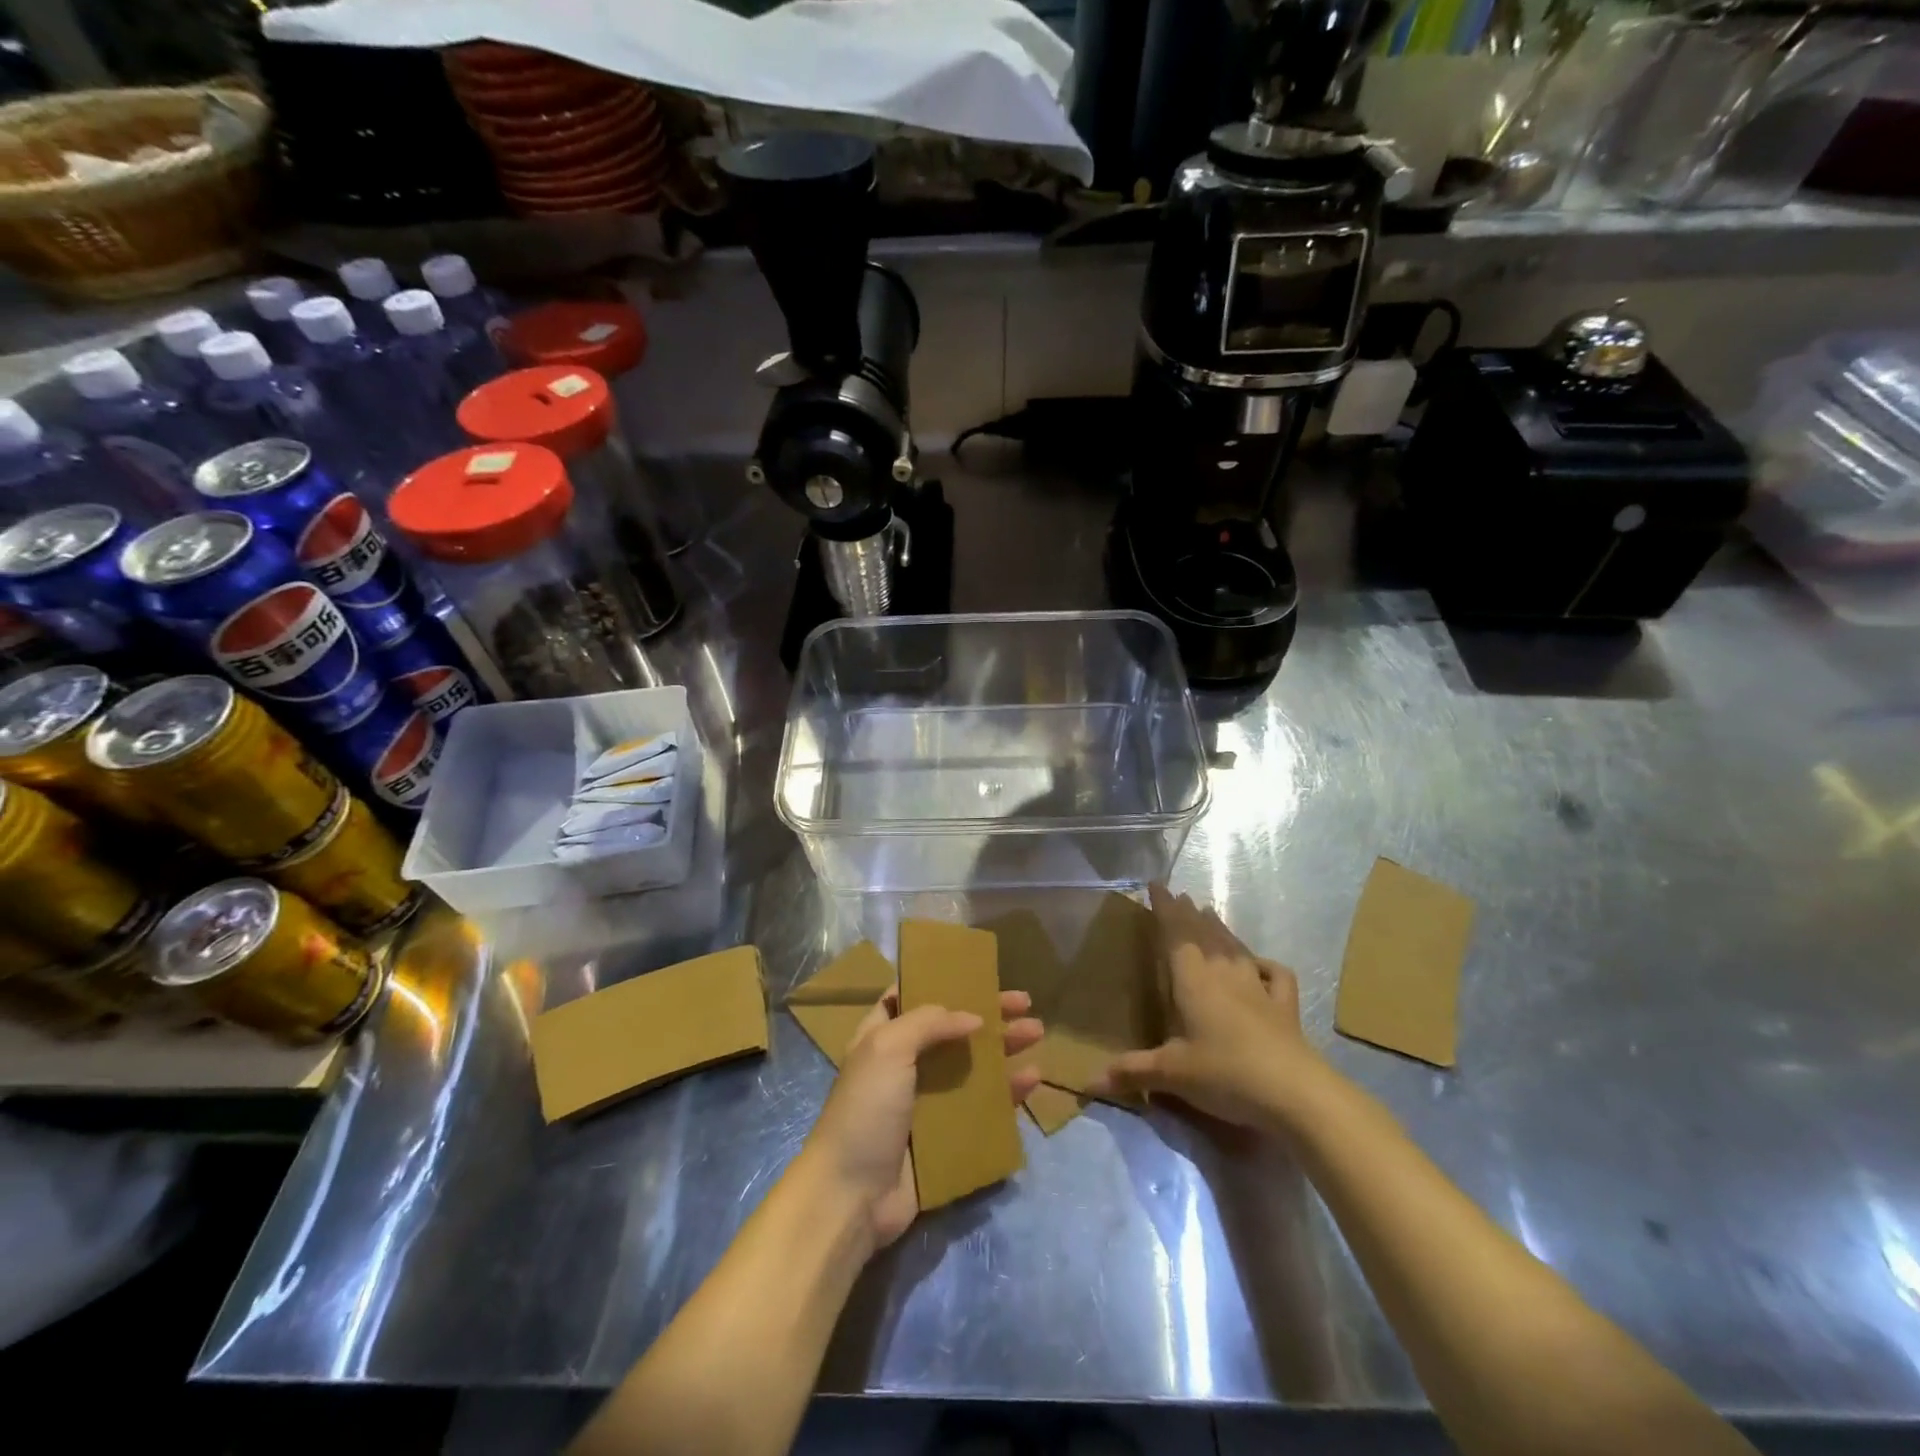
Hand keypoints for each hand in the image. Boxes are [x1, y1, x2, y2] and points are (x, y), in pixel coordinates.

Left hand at [803, 987, 1042, 1250]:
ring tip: (1038, 1033)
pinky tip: (1032, 1079)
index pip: (910, 999)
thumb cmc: (865, 1110)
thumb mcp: (887, 1048)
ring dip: (1004, 1049)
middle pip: (953, 1031)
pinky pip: (983, 1109)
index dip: (940, 983)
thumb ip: (928, 1022)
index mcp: (882, 1038)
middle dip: (988, 1015)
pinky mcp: (947, 1139)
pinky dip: (1007, 1093)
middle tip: (1025, 1003)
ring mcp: (927, 1104)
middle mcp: (905, 1066)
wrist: (851, 1196)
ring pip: (973, 1067)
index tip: (975, 973)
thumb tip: (973, 1018)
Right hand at [1092, 883, 1317, 1128]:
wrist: (1293, 1092)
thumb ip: (1132, 1072)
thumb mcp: (1171, 1074)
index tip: (1156, 885)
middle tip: (1180, 897)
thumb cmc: (1223, 1073)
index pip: (1175, 933)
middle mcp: (1223, 973)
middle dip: (1189, 914)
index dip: (1164, 908)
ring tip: (1209, 914)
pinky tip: (1260, 964)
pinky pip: (1275, 974)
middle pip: (1204, 934)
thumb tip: (1088, 1083)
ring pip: (1235, 947)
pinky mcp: (1284, 1006)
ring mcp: (1257, 987)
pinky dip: (1265, 963)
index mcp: (1192, 979)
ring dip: (1220, 929)